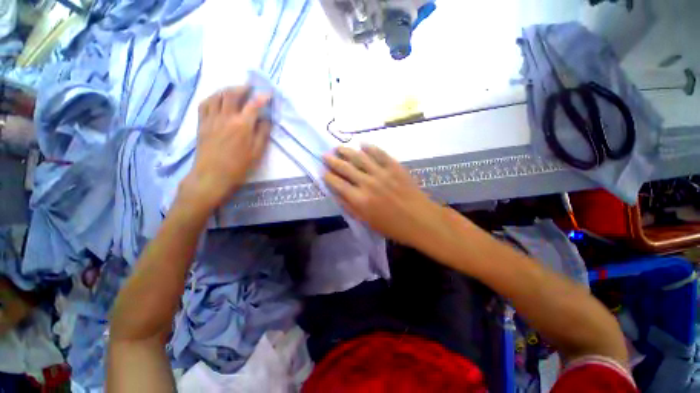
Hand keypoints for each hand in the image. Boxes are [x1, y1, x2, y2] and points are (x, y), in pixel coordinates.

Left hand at [179, 87, 270, 213]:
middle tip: (250, 88)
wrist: (213, 175)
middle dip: (243, 88)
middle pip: (232, 94)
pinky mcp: (202, 123)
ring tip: (235, 91)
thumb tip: (265, 120)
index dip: (262, 97)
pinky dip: (213, 97)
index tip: (268, 93)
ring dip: (227, 90)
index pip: (253, 105)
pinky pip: (205, 103)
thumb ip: (262, 134)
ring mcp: (211, 118)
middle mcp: (226, 117)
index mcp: (242, 125)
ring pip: (217, 95)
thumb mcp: (257, 153)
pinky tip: (218, 99)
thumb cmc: (239, 166)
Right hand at [323, 145, 447, 248]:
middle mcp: (367, 183)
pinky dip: (370, 147)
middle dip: (332, 161)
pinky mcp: (394, 166)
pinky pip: (379, 153)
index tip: (323, 171)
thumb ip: (350, 207)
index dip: (328, 177)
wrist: (420, 219)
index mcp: (359, 199)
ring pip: (359, 157)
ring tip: (338, 147)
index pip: (337, 184)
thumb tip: (336, 194)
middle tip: (325, 155)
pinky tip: (362, 144)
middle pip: (345, 168)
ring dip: (347, 151)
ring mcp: (381, 172)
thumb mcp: (366, 221)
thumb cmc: (392, 226)